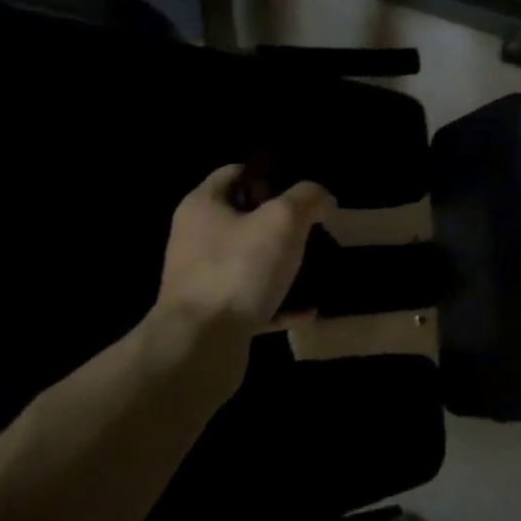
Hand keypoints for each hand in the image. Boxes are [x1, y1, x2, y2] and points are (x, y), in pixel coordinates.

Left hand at [156, 165, 336, 336]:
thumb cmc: (238, 269)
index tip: (303, 189)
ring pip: (252, 263)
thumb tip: (322, 199)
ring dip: (285, 266)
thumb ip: (308, 199)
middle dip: (284, 224)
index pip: (237, 173)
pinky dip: (281, 305)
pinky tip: (309, 310)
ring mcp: (204, 280)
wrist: (200, 347)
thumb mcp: (283, 220)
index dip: (271, 175)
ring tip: (318, 268)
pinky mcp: (215, 316)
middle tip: (317, 229)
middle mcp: (198, 239)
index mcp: (204, 206)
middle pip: (246, 219)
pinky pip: (255, 303)